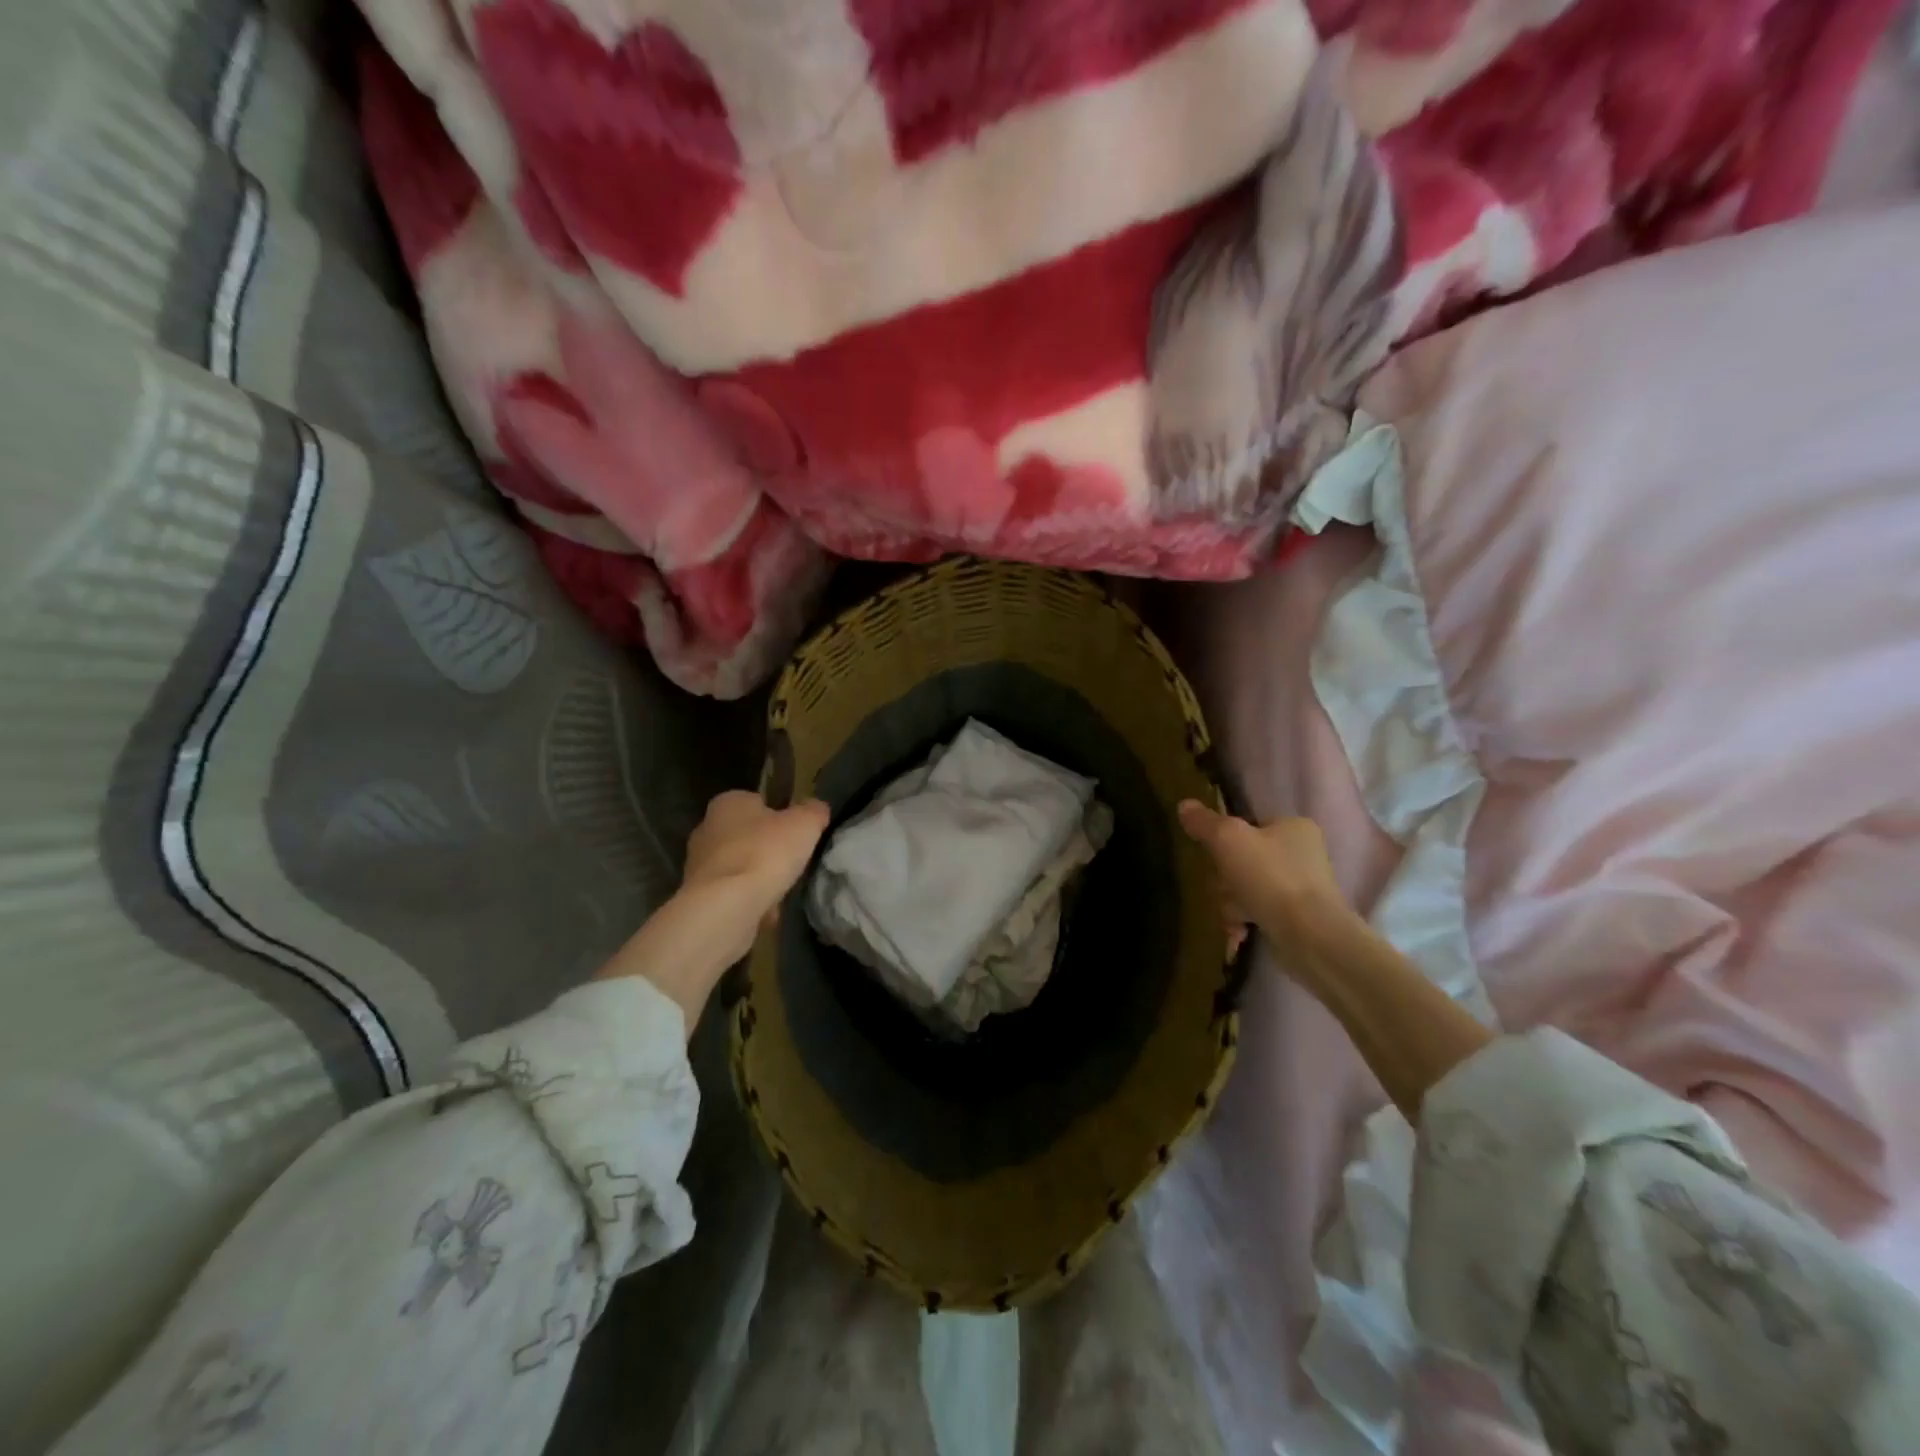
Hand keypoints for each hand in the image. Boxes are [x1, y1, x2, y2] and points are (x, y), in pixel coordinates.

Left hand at [682, 790, 831, 929]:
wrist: (726, 906)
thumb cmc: (765, 853)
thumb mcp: (805, 823)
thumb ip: (813, 811)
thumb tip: (817, 809)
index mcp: (729, 803)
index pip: (757, 802)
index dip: (779, 817)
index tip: (795, 834)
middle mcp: (707, 828)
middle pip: (746, 836)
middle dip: (766, 850)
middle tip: (790, 863)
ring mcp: (697, 864)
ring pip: (738, 867)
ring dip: (757, 879)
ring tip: (779, 893)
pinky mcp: (697, 896)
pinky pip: (730, 894)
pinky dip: (747, 902)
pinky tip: (764, 914)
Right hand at [1177, 801, 1355, 965]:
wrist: (1309, 936)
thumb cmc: (1270, 877)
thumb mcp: (1228, 840)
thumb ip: (1205, 822)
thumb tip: (1184, 805)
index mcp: (1294, 827)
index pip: (1249, 825)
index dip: (1225, 840)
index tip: (1214, 855)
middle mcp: (1302, 854)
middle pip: (1244, 858)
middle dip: (1226, 878)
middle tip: (1223, 889)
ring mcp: (1302, 888)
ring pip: (1248, 887)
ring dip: (1232, 902)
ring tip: (1234, 916)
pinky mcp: (1298, 918)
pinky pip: (1258, 912)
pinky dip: (1245, 920)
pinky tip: (1238, 931)